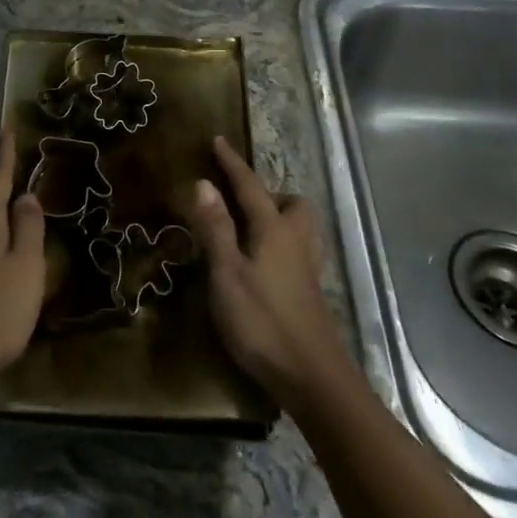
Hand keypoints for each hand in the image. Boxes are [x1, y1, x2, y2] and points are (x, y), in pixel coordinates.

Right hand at [182, 136, 353, 410]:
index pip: (250, 186)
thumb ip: (215, 228)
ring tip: (249, 229)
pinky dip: (280, 243)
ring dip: (277, 216)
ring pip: (298, 226)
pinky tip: (263, 264)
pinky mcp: (310, 291)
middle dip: (266, 193)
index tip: (218, 140)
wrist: (313, 377)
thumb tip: (203, 183)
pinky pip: (297, 248)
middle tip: (238, 201)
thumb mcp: (227, 274)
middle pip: (289, 202)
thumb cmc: (263, 322)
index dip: (232, 163)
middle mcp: (295, 240)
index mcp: (273, 229)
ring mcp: (307, 266)